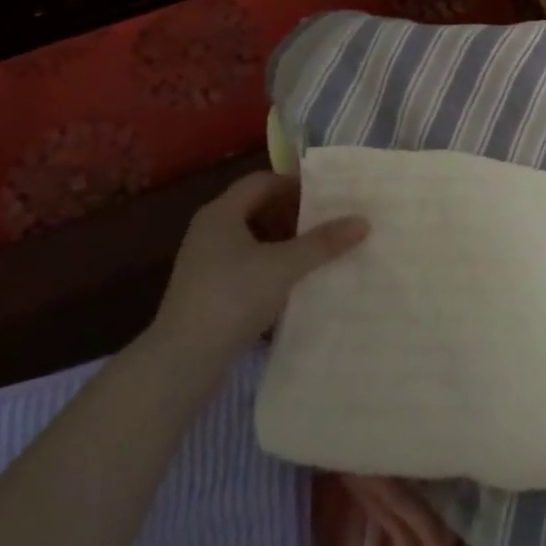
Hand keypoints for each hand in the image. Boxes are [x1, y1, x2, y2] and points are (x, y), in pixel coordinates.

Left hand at [146, 172, 367, 367]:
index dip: (295, 185)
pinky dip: (270, 268)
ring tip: (315, 255)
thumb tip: (363, 221)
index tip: (327, 198)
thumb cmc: (233, 297)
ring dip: (284, 244)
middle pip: (257, 209)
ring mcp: (205, 263)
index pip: (263, 182)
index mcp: (221, 213)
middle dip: (293, 216)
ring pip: (253, 239)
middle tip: (326, 225)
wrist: (181, 362)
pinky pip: (246, 266)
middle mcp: (209, 231)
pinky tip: (293, 284)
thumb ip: (323, 242)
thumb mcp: (284, 266)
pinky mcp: (207, 291)